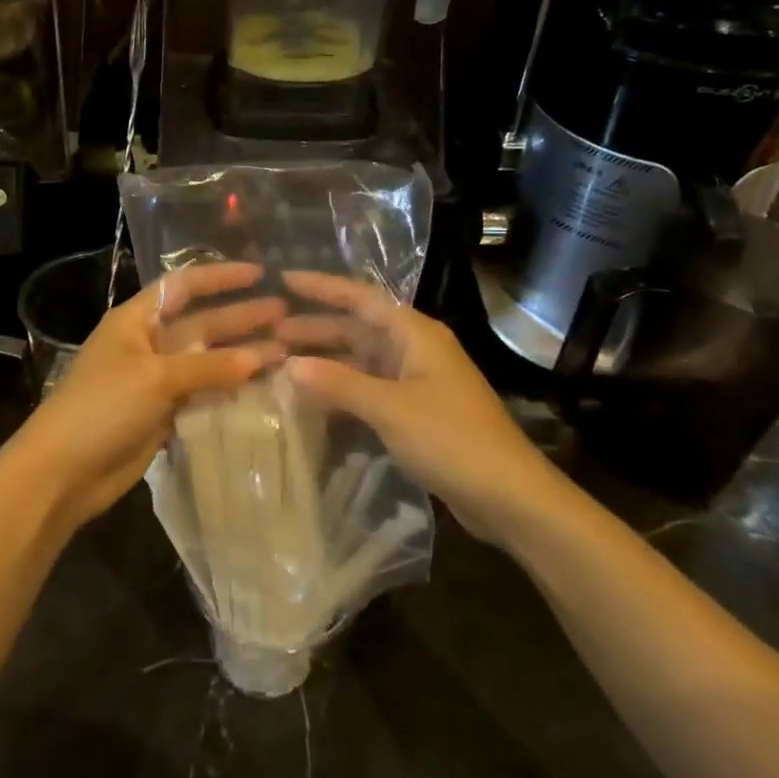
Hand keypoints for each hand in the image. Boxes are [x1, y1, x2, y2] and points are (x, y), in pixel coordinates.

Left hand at [13, 261, 287, 527]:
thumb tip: (262, 357)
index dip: (221, 277)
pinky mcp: (164, 413)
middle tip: (288, 315)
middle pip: (202, 323)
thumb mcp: (155, 378)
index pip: (184, 286)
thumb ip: (209, 367)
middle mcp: (149, 343)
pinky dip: (230, 390)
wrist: (63, 472)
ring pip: (207, 361)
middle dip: (241, 317)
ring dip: (242, 356)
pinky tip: (263, 388)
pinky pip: (204, 394)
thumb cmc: (102, 407)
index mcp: (137, 319)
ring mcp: (157, 380)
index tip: (260, 274)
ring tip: (287, 350)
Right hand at [276, 271, 551, 533]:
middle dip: (315, 326)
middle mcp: (414, 349)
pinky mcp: (414, 412)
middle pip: (357, 328)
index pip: (360, 298)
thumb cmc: (453, 439)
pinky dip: (340, 388)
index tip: (282, 280)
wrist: (509, 497)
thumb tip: (289, 365)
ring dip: (325, 359)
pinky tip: (312, 398)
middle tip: (268, 330)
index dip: (322, 287)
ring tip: (280, 360)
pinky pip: (368, 388)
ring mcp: (415, 381)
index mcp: (415, 334)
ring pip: (360, 360)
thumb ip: (339, 383)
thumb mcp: (391, 408)